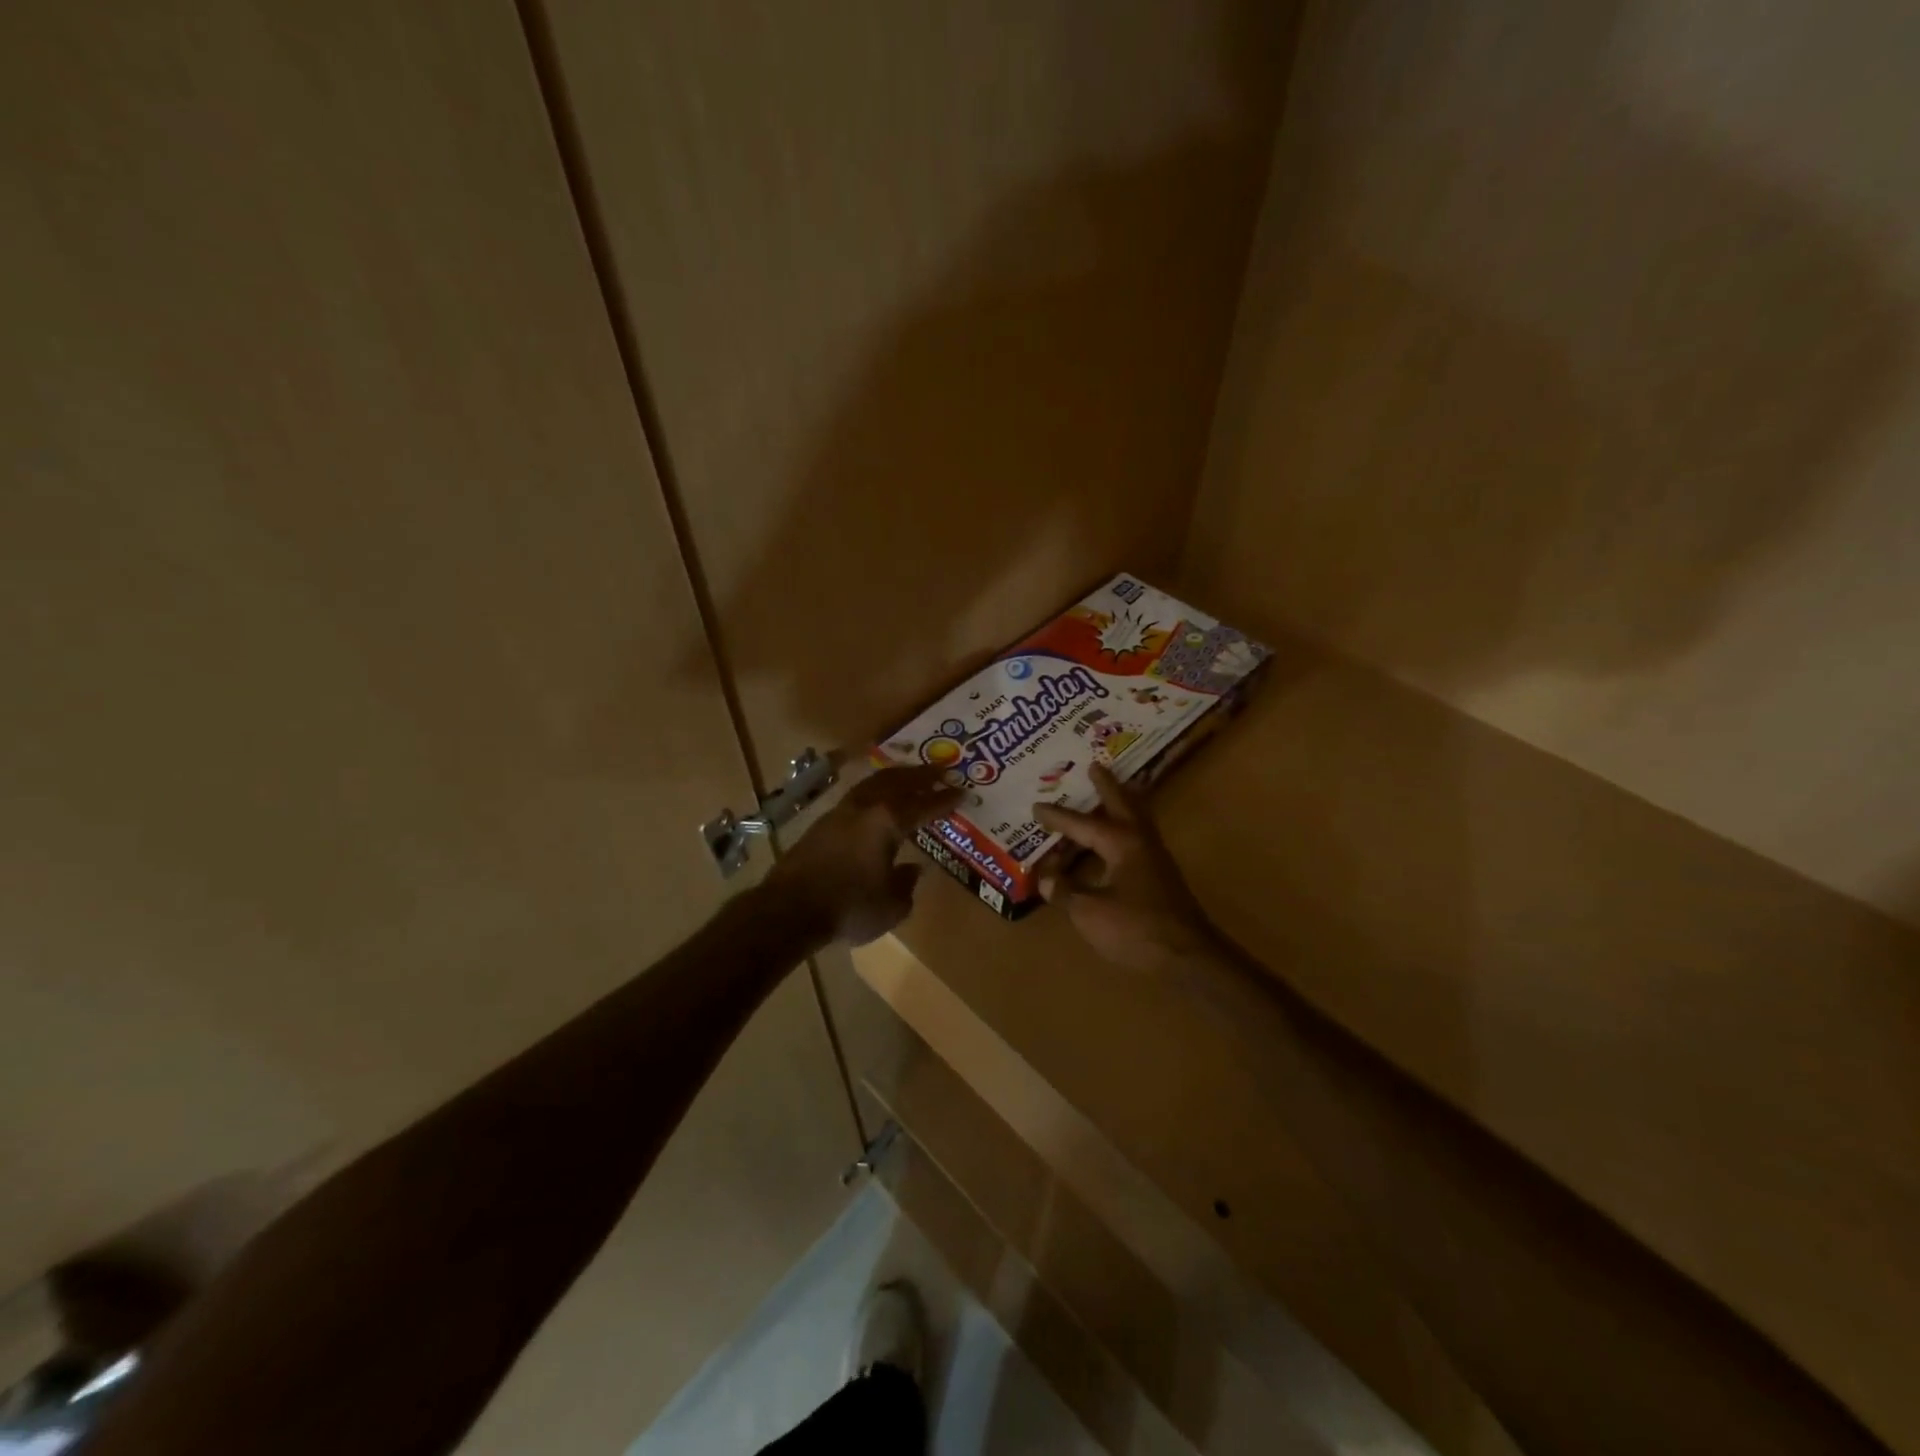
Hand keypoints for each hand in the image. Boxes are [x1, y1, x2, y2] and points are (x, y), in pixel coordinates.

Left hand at [765, 763, 960, 946]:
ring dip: (893, 778)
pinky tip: (875, 801)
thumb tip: (912, 869)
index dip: (944, 799)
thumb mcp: (892, 906)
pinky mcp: (820, 824)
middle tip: (938, 770)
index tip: (961, 791)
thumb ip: (906, 884)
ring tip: (907, 776)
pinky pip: (856, 797)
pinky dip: (873, 792)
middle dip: (919, 775)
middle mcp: (865, 808)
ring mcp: (839, 813)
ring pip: (872, 784)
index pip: (923, 805)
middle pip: (896, 782)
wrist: (788, 910)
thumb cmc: (849, 908)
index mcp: (888, 822)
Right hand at [1034, 765, 1220, 972]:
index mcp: (1121, 842)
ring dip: (1122, 802)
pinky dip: (1126, 826)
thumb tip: (1046, 877)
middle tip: (1095, 765)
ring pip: (1136, 818)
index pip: (1081, 824)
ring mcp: (1155, 857)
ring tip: (1110, 790)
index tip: (1036, 806)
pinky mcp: (1161, 875)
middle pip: (1122, 803)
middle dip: (1107, 785)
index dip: (1057, 817)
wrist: (1187, 956)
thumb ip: (1066, 891)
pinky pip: (1139, 837)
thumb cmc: (1136, 928)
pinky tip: (1117, 839)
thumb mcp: (1089, 912)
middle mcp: (1140, 841)